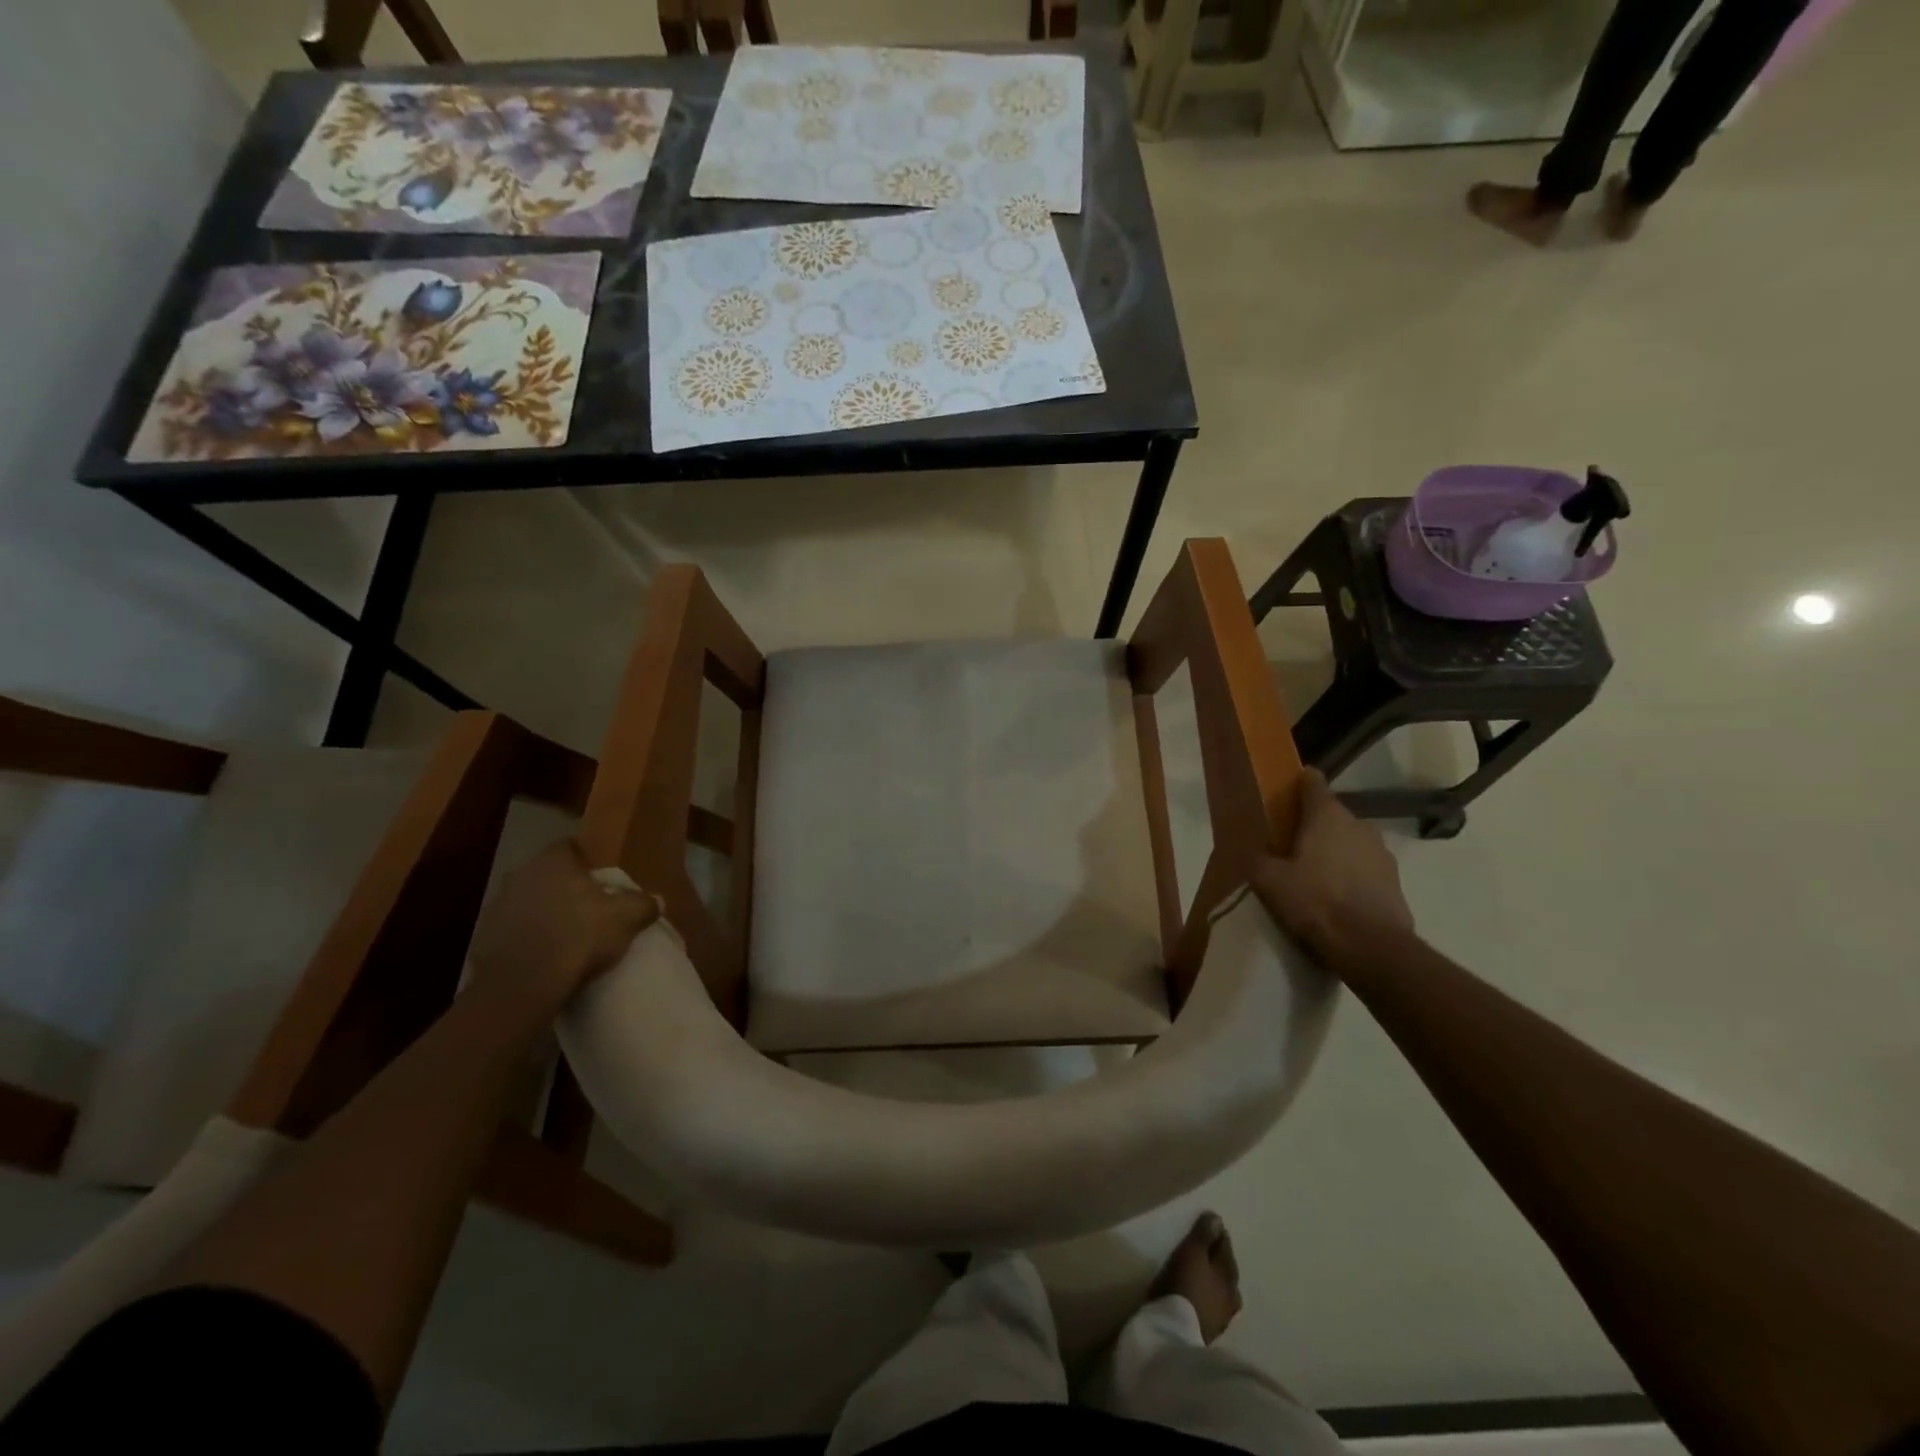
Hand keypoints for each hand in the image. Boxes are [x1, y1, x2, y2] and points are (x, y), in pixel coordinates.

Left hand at [467, 839, 658, 1017]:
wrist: (522, 984)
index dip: (585, 861)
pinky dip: (526, 938)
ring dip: (543, 913)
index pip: (569, 847)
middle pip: (547, 874)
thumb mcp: (626, 918)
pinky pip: (512, 930)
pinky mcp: (483, 938)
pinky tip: (543, 956)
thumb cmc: (579, 936)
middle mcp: (521, 875)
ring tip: (565, 935)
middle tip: (586, 907)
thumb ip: (643, 904)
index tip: (599, 879)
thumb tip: (656, 900)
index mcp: (554, 862)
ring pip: (527, 901)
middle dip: (563, 887)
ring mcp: (497, 906)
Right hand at [1249, 770, 1414, 964]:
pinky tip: (1336, 896)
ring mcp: (1382, 852)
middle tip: (1289, 845)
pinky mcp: (1395, 880)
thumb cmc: (1314, 902)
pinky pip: (1365, 866)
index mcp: (1327, 815)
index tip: (1284, 794)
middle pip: (1331, 814)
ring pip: (1350, 841)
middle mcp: (1358, 824)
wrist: (1371, 947)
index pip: (1312, 782)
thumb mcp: (1268, 880)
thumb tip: (1251, 849)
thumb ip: (1256, 858)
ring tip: (1313, 875)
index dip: (1298, 783)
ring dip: (1334, 850)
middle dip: (1312, 824)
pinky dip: (1351, 873)